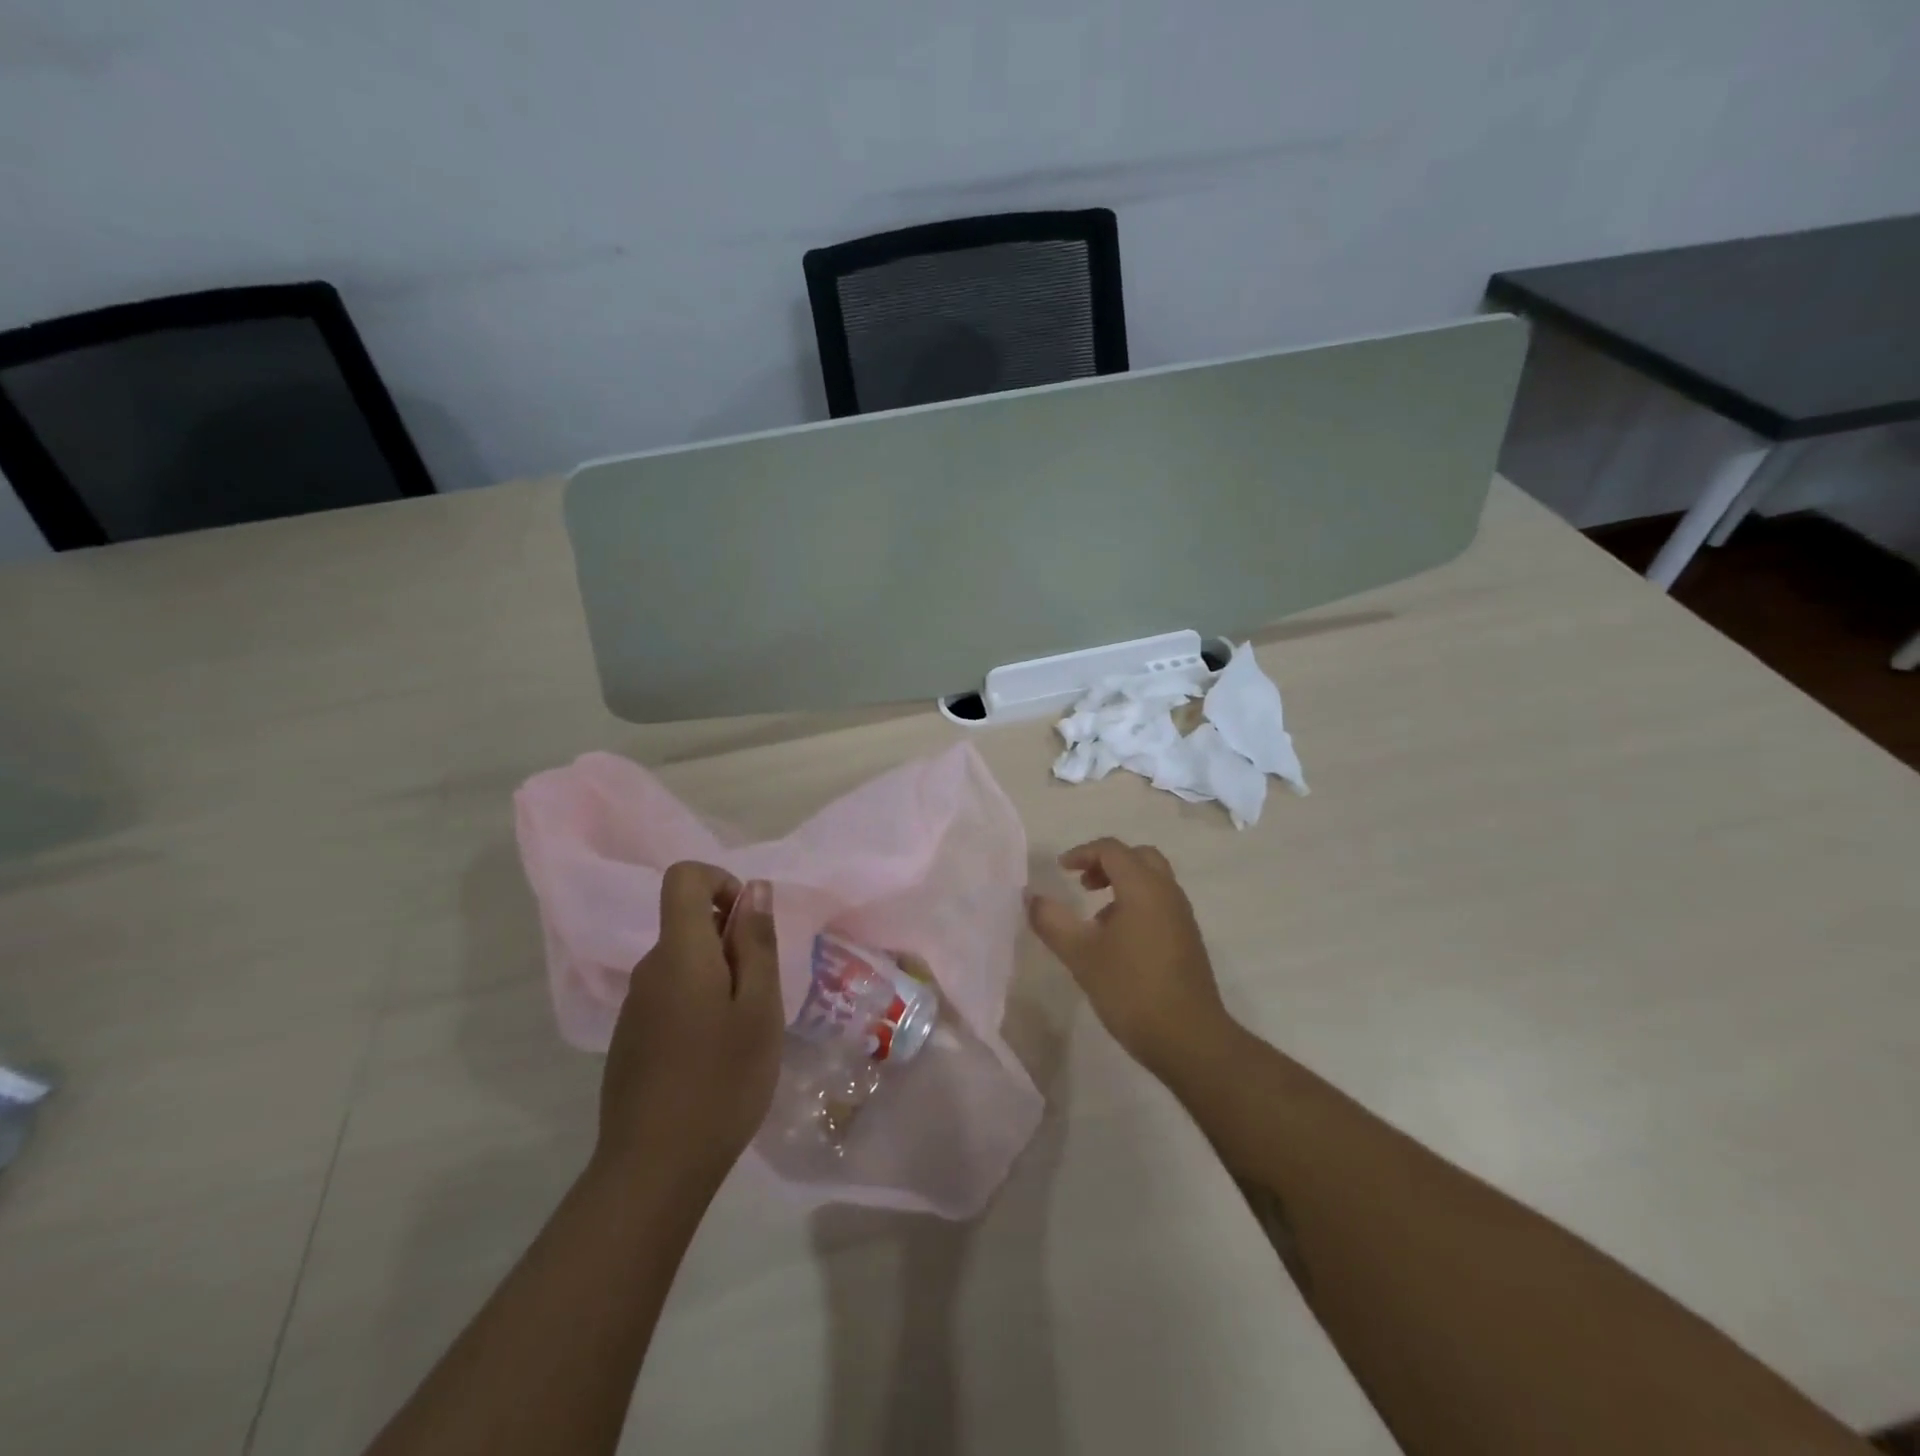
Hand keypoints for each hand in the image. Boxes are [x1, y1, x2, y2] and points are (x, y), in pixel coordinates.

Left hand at [595, 864, 782, 1191]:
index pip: (684, 878)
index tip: (748, 924)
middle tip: (761, 994)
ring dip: (719, 976)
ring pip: (683, 963)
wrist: (654, 1169)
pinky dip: (700, 1004)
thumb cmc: (722, 1081)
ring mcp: (634, 1006)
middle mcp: (649, 969)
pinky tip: (715, 1056)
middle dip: (731, 941)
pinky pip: (670, 996)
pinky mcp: (630, 1038)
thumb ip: (756, 942)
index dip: (720, 882)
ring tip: (743, 1031)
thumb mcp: (759, 1007)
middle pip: (688, 923)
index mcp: (680, 953)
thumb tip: (754, 888)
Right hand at [1027, 838, 1237, 1080]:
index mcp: (1143, 888)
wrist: (1189, 1038)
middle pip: (1138, 857)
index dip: (1082, 853)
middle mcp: (1167, 892)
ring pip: (1152, 880)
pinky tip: (1118, 940)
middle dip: (1107, 863)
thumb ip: (1052, 921)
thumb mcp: (1081, 955)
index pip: (1112, 850)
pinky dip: (1137, 903)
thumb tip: (1032, 898)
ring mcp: (1182, 916)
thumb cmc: (1131, 989)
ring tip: (1095, 916)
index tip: (1061, 871)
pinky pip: (1160, 902)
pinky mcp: (1188, 938)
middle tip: (1083, 883)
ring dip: (1123, 884)